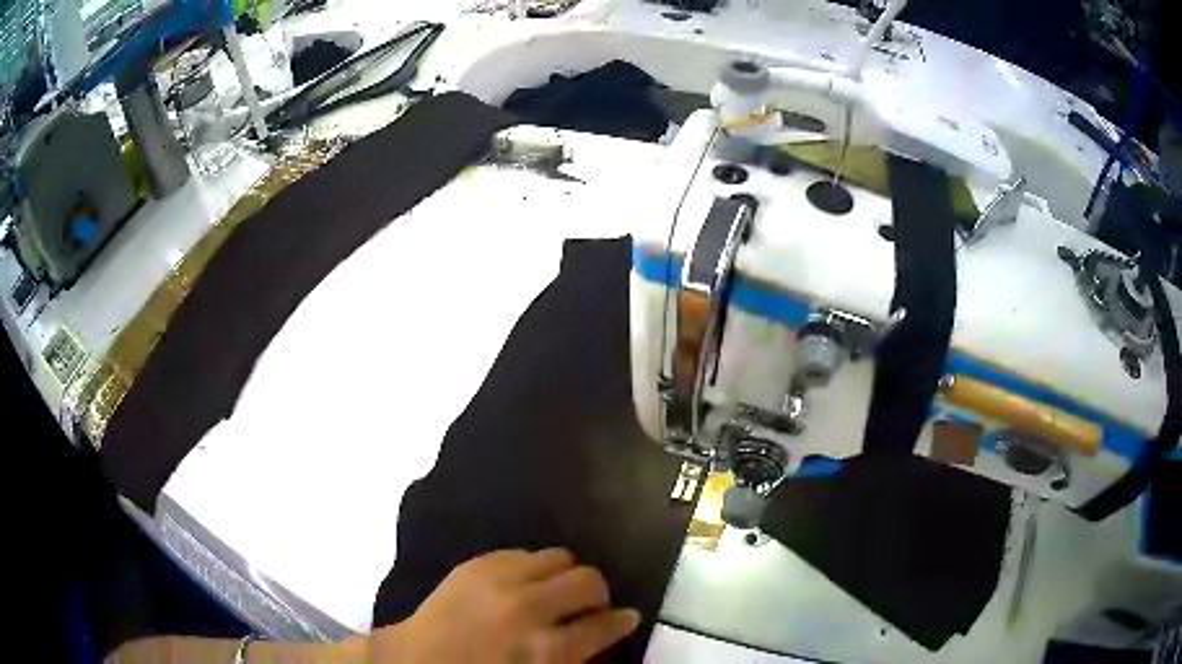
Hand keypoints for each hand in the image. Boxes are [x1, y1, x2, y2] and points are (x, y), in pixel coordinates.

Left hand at [372, 549, 639, 662]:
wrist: (417, 659)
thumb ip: (572, 656)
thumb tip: (601, 632)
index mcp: (547, 649)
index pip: (603, 625)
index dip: (621, 621)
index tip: (626, 617)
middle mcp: (530, 608)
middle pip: (589, 582)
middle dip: (598, 594)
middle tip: (589, 606)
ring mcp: (501, 579)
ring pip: (559, 558)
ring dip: (565, 576)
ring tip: (555, 590)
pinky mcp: (478, 562)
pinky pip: (523, 552)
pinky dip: (532, 568)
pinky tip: (522, 583)